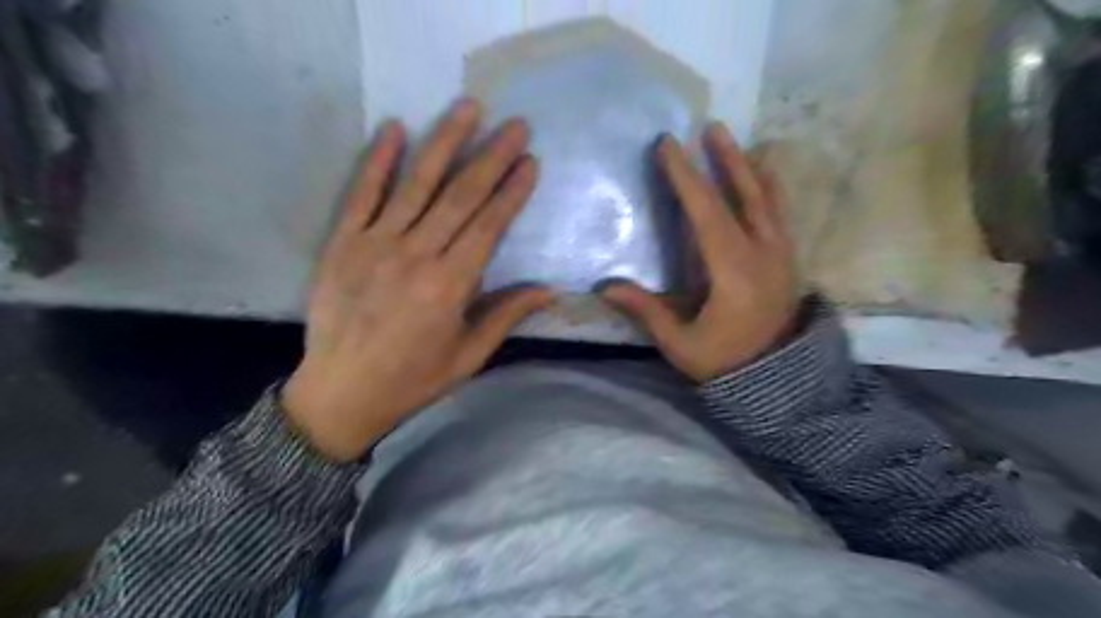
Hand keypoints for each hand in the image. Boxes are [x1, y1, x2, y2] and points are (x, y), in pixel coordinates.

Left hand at [283, 98, 549, 460]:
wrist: (341, 393)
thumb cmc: (413, 379)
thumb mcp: (468, 356)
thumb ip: (506, 316)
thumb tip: (549, 290)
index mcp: (450, 286)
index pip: (489, 226)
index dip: (512, 192)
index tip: (530, 162)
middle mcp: (416, 255)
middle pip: (460, 197)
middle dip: (491, 157)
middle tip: (515, 125)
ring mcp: (375, 244)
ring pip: (417, 185)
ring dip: (444, 143)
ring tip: (467, 108)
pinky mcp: (343, 242)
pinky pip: (362, 194)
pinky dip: (378, 161)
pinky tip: (395, 129)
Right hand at [601, 122, 801, 383]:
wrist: (778, 380)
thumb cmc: (725, 362)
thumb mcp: (681, 343)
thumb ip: (646, 311)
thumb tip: (604, 287)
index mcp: (734, 272)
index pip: (706, 213)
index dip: (685, 178)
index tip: (669, 146)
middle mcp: (762, 254)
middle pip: (743, 195)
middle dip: (723, 160)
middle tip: (708, 128)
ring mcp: (781, 254)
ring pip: (766, 199)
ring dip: (748, 167)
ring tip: (732, 141)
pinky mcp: (788, 260)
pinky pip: (779, 213)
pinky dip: (769, 188)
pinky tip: (763, 174)